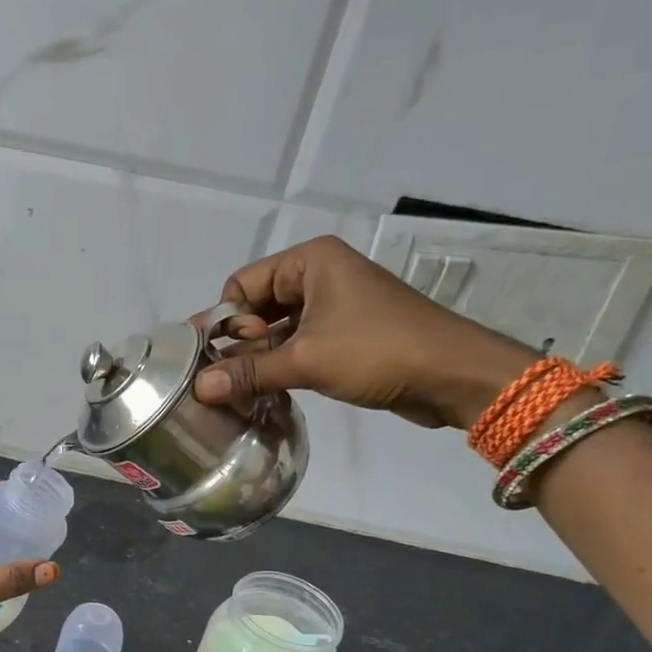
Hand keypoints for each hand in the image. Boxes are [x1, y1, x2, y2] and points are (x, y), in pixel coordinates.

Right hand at [192, 235, 537, 428]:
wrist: (453, 375)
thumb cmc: (378, 351)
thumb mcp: (306, 360)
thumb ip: (248, 372)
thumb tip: (198, 390)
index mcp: (309, 261)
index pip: (242, 284)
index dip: (227, 320)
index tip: (222, 356)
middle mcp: (318, 275)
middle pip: (256, 305)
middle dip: (239, 341)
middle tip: (222, 378)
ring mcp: (332, 305)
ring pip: (275, 328)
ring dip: (257, 357)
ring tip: (238, 389)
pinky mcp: (342, 333)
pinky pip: (296, 343)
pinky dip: (279, 364)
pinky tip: (264, 390)